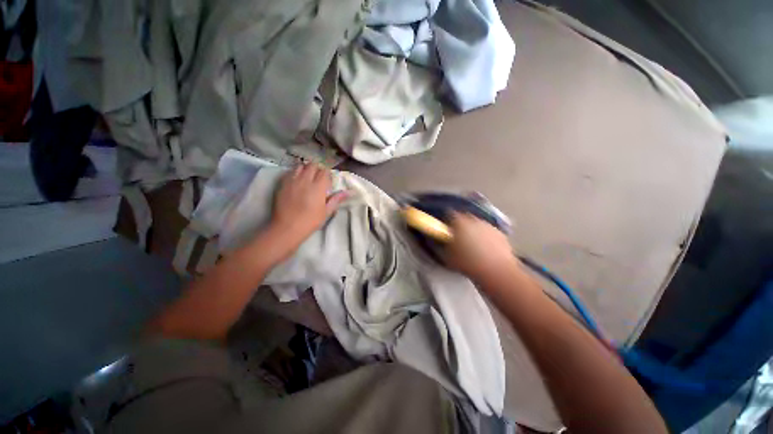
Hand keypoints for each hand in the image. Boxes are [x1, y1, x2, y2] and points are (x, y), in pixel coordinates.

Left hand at [270, 163, 346, 245]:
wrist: (287, 227)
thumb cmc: (310, 221)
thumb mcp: (327, 211)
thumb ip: (337, 199)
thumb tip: (349, 192)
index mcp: (318, 187)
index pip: (324, 171)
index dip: (327, 174)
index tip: (328, 181)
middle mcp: (305, 180)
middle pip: (312, 165)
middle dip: (317, 169)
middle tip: (319, 178)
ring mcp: (292, 181)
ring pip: (301, 166)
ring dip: (306, 169)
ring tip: (308, 177)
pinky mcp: (283, 184)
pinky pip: (290, 172)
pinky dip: (296, 173)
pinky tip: (297, 181)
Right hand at [442, 212, 520, 282]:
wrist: (496, 271)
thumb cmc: (468, 263)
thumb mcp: (447, 257)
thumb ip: (443, 247)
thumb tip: (443, 245)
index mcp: (459, 222)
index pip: (449, 214)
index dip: (447, 221)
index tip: (445, 228)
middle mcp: (474, 220)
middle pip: (465, 218)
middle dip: (461, 225)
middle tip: (458, 237)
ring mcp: (489, 226)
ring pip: (478, 225)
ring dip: (475, 232)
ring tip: (472, 246)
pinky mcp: (501, 235)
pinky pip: (489, 234)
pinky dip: (486, 239)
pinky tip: (485, 251)